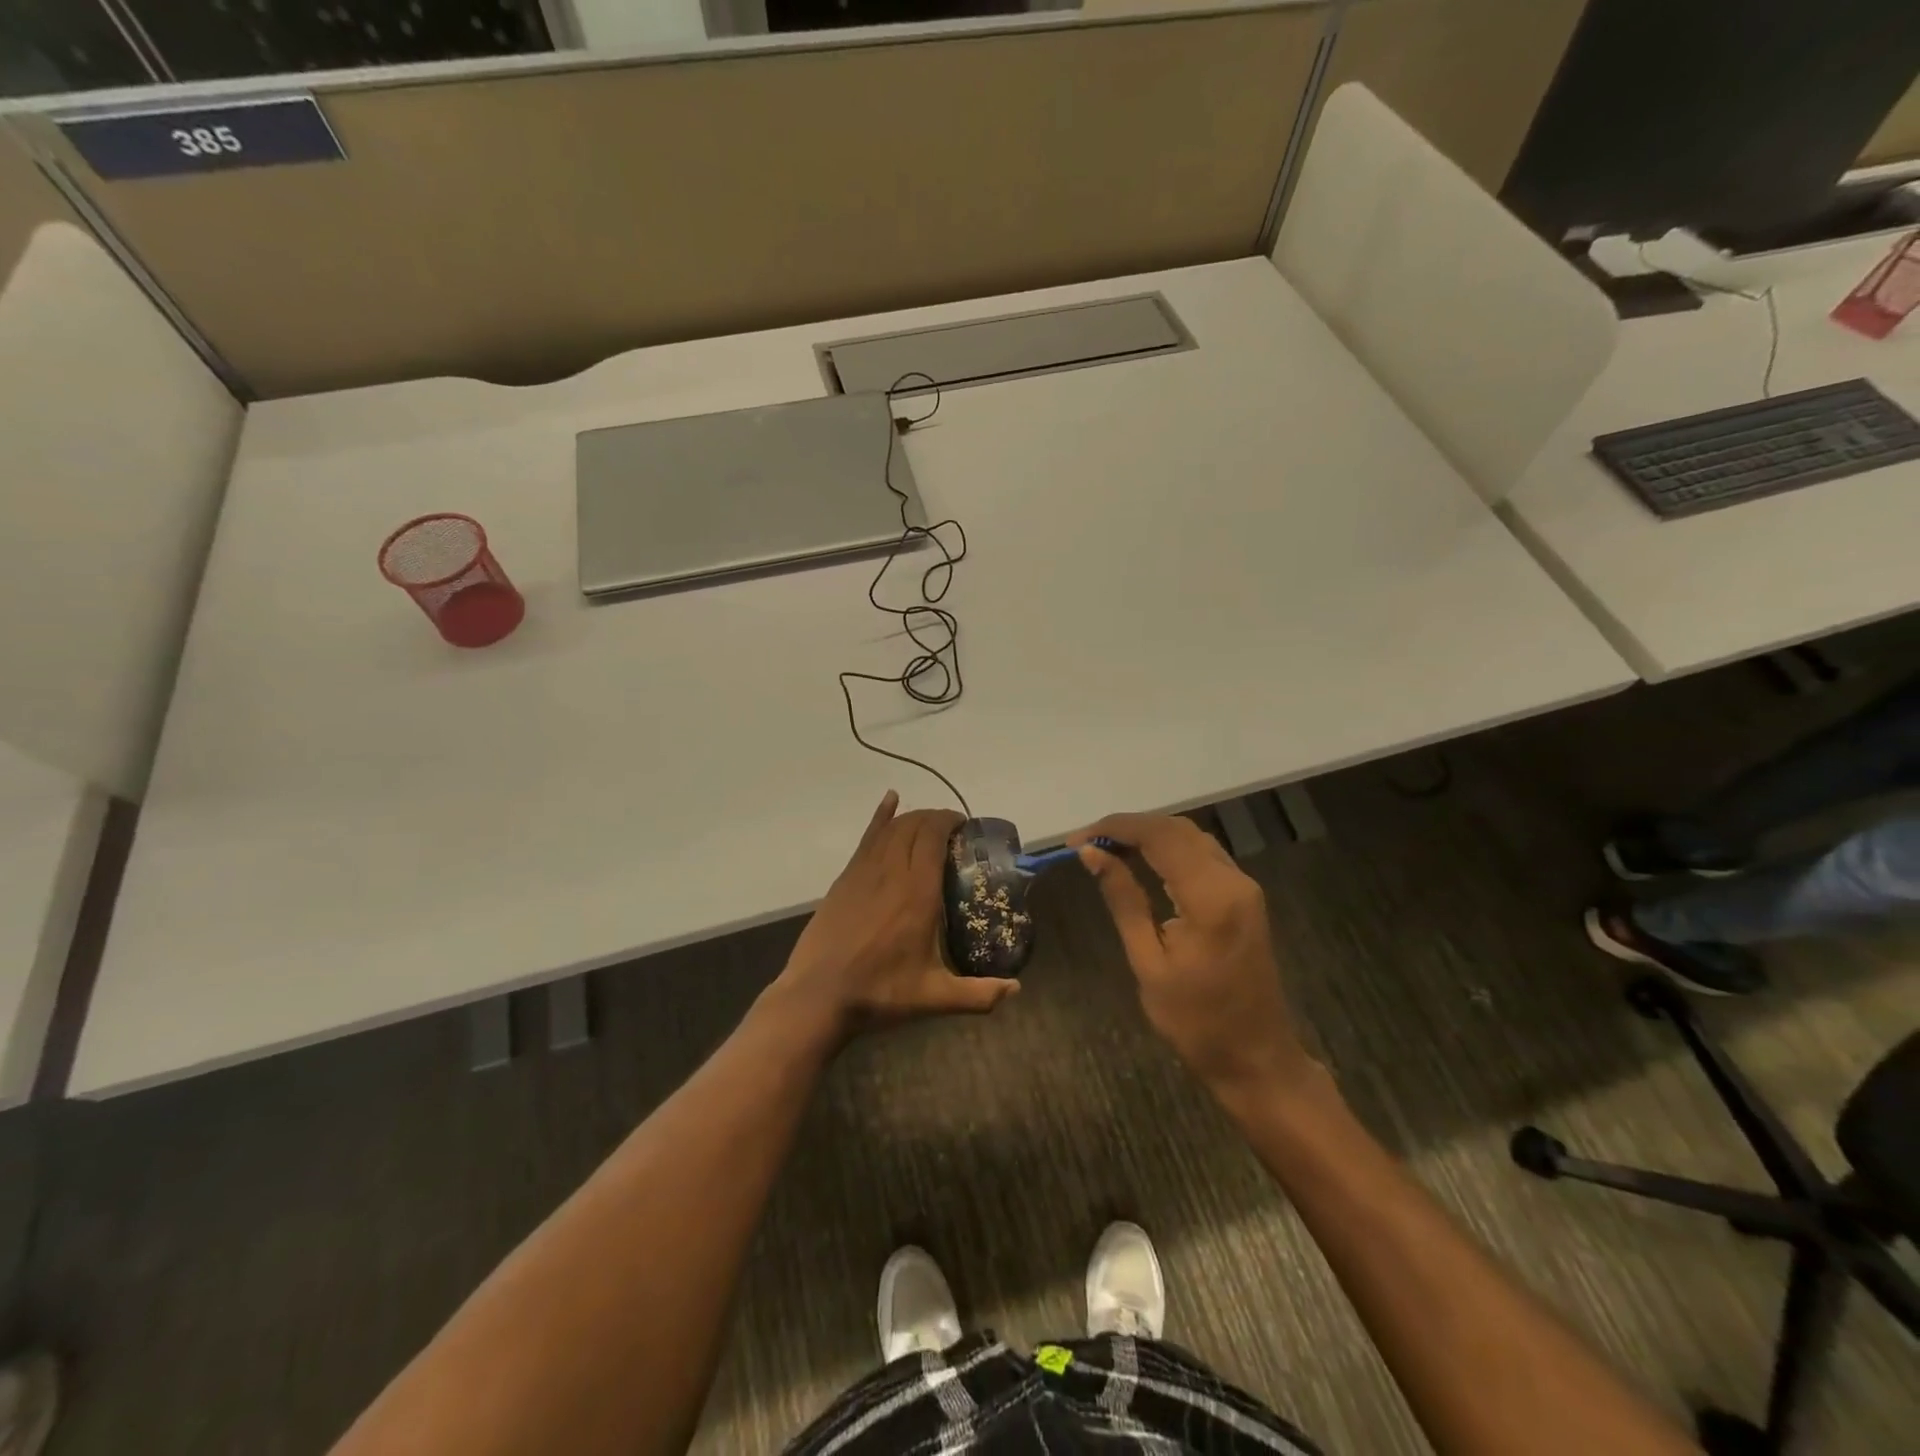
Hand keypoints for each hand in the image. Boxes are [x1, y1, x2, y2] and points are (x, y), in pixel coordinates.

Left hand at [776, 792, 1019, 1036]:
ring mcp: (863, 872)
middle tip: (953, 831)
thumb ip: (979, 995)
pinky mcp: (845, 879)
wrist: (818, 996)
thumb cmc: (880, 992)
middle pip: (914, 826)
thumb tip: (1016, 989)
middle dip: (936, 819)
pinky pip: (867, 838)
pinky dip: (880, 816)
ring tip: (930, 824)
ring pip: (891, 828)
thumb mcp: (934, 997)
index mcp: (917, 893)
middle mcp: (891, 873)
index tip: (966, 827)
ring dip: (913, 818)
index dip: (950, 822)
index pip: (933, 837)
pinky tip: (890, 800)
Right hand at [1071, 813, 1317, 1104]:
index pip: (1159, 837)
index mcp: (1210, 898)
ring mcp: (1243, 886)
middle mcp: (1233, 880)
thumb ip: (1123, 900)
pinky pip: (1202, 854)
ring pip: (1190, 837)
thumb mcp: (1148, 962)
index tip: (1076, 841)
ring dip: (1148, 834)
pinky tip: (1140, 860)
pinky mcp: (1244, 895)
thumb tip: (1091, 855)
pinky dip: (1168, 848)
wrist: (1256, 1057)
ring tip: (1105, 849)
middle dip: (1128, 827)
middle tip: (1086, 843)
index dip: (1114, 829)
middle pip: (1176, 829)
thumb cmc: (1196, 1021)